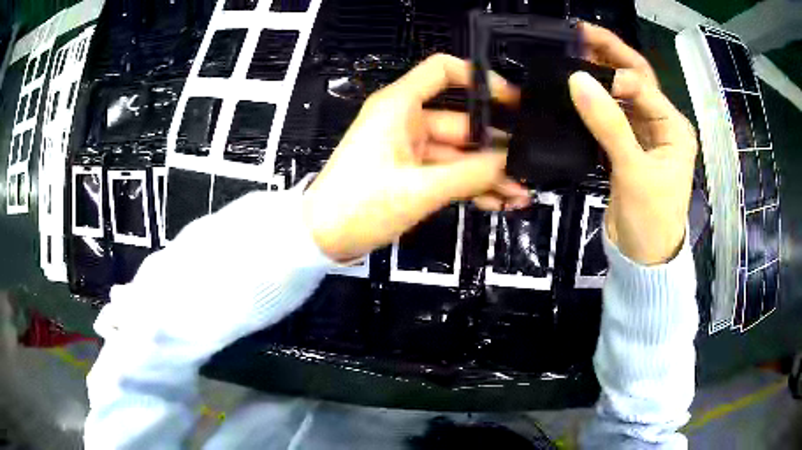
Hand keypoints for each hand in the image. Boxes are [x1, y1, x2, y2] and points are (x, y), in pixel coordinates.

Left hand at [303, 54, 528, 261]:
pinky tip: (496, 201)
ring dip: (487, 173)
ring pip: (458, 153)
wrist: (322, 239)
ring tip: (519, 194)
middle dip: (495, 148)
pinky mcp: (409, 173)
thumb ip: (470, 174)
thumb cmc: (359, 206)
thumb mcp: (419, 190)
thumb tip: (510, 164)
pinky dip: (469, 186)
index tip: (511, 100)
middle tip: (527, 167)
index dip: (479, 78)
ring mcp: (409, 149)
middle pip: (461, 122)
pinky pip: (448, 172)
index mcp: (399, 107)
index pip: (442, 70)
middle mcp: (406, 121)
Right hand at [571, 23, 697, 264]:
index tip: (582, 73)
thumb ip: (609, 125)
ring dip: (600, 76)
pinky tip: (577, 91)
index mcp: (673, 127)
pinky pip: (610, 116)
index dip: (614, 74)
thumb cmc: (651, 219)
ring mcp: (644, 136)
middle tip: (578, 32)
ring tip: (571, 54)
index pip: (643, 85)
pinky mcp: (627, 148)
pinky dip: (595, 103)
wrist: (643, 258)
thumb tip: (577, 79)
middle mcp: (661, 124)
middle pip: (635, 80)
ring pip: (621, 96)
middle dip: (610, 54)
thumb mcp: (634, 172)